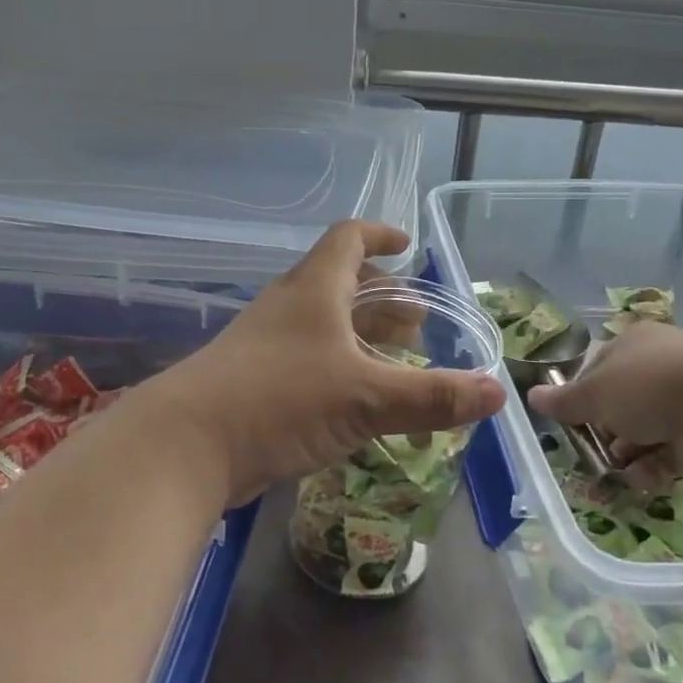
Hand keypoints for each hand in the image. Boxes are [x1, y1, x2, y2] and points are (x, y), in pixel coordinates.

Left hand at [141, 221, 505, 505]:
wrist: (184, 446)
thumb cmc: (280, 400)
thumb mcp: (366, 397)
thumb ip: (432, 396)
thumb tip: (498, 392)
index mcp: (314, 289)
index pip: (348, 238)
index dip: (380, 235)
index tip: (407, 246)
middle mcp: (289, 307)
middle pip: (340, 283)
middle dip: (382, 298)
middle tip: (416, 324)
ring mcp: (265, 344)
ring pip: (322, 324)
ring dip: (360, 335)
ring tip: (393, 360)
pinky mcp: (253, 380)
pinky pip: (307, 359)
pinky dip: (338, 366)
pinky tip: (354, 401)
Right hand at [529, 321, 682, 476]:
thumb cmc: (649, 388)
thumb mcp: (596, 394)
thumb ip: (565, 400)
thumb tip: (531, 396)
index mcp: (633, 343)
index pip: (597, 367)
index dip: (581, 395)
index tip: (572, 422)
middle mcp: (661, 364)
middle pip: (622, 400)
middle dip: (607, 430)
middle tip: (594, 451)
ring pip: (647, 427)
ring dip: (629, 452)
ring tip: (617, 472)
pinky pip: (672, 449)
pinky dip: (655, 466)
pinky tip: (643, 481)